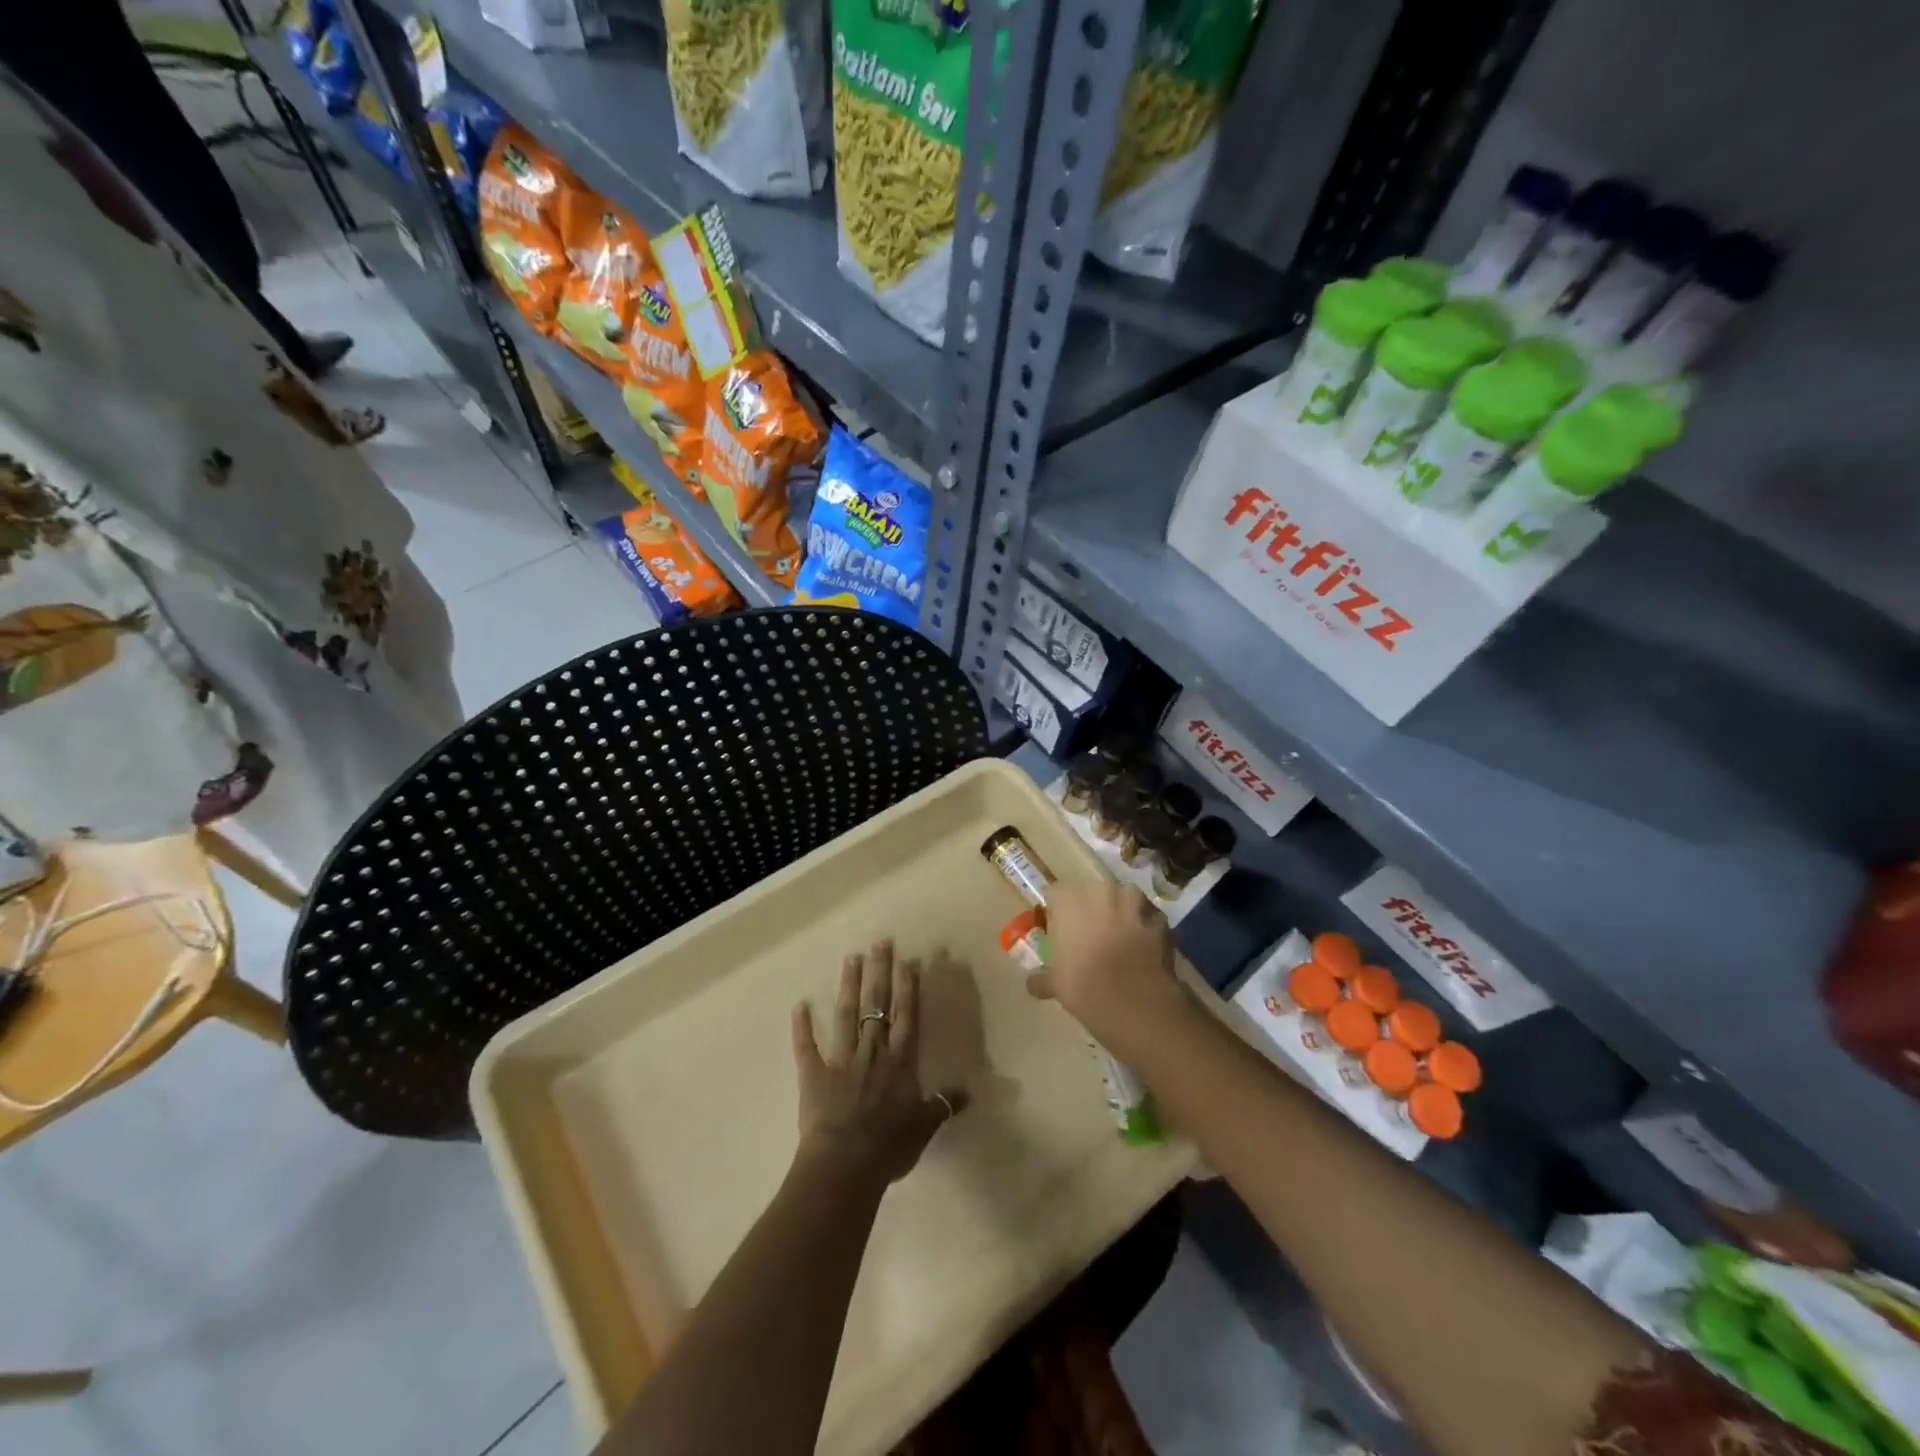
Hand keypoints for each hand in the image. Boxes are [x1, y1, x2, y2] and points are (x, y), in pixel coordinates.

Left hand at [792, 941, 969, 1187]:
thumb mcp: (924, 1127)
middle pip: (877, 1005)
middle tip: (880, 942)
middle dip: (880, 972)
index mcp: (900, 1061)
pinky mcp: (814, 1074)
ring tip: (851, 957)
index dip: (908, 986)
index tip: (908, 959)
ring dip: (849, 986)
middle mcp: (872, 1051)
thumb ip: (944, 1104)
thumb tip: (969, 1091)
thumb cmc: (889, 1145)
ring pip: (847, 1015)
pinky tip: (799, 1005)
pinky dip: (802, 1027)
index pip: (906, 1015)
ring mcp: (841, 1059)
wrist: (845, 1164)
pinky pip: (806, 1046)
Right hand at [1034, 884, 1189, 1054]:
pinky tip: (1143, 951)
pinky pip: (1148, 918)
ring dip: (1121, 915)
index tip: (1061, 933)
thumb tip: (1032, 984)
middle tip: (1091, 937)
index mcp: (1068, 898)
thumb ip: (1042, 978)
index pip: (1056, 895)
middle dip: (1092, 910)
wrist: (1133, 1001)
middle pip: (1092, 894)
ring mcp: (1134, 900)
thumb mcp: (1054, 983)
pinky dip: (1145, 929)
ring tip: (1121, 942)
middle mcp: (1100, 889)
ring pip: (1123, 901)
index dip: (1059, 913)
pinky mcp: (1160, 917)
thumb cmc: (1082, 985)